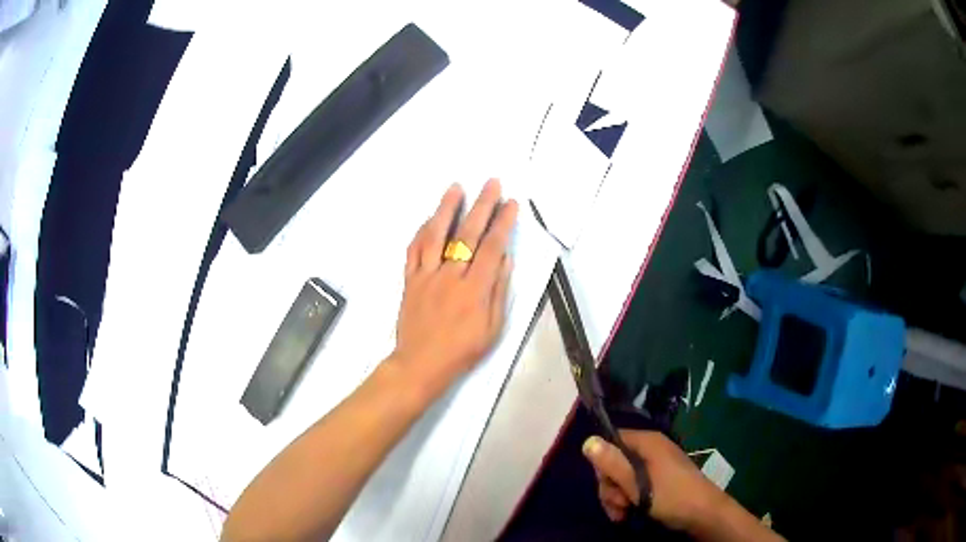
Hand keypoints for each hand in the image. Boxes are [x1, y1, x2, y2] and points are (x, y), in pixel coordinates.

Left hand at [391, 179, 517, 396]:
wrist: (420, 365)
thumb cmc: (461, 351)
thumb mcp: (492, 329)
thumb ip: (498, 291)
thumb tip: (505, 259)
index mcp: (474, 290)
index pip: (492, 247)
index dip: (503, 223)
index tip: (511, 203)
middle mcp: (450, 276)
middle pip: (467, 234)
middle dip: (482, 206)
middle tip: (492, 183)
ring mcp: (426, 276)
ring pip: (436, 235)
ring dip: (446, 208)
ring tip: (456, 187)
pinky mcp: (409, 280)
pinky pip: (413, 250)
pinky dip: (421, 231)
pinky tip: (429, 218)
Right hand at [582, 430, 724, 530]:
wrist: (703, 514)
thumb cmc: (671, 496)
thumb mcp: (638, 484)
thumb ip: (612, 464)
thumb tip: (587, 441)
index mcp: (647, 442)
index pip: (611, 441)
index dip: (603, 463)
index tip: (607, 484)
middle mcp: (650, 449)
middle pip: (614, 462)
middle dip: (610, 487)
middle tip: (618, 504)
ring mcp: (655, 465)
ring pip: (621, 478)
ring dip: (616, 498)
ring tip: (623, 513)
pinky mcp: (658, 480)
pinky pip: (633, 486)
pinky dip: (627, 500)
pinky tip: (627, 514)